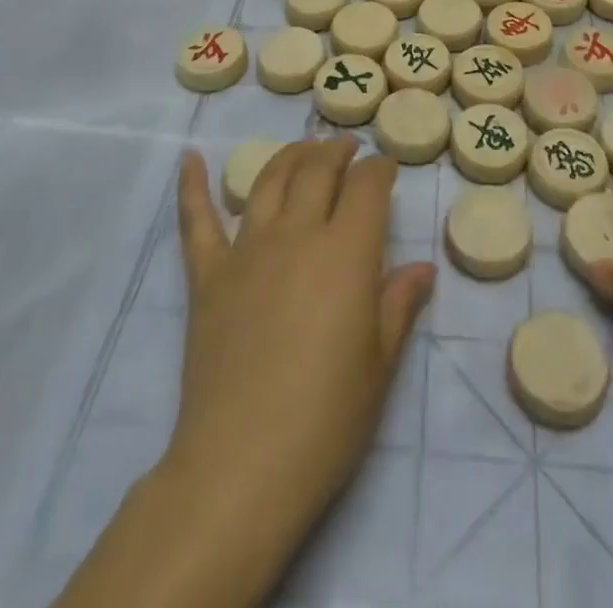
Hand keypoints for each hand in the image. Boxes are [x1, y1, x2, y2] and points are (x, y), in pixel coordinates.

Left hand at [165, 139, 435, 544]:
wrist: (241, 464)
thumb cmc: (326, 420)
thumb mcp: (379, 365)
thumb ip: (399, 305)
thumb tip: (422, 268)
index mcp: (345, 252)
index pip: (366, 187)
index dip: (379, 170)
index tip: (385, 167)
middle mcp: (296, 234)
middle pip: (316, 170)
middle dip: (335, 151)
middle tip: (346, 147)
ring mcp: (247, 251)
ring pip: (268, 181)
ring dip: (288, 156)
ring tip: (302, 149)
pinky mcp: (208, 276)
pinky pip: (197, 221)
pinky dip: (192, 186)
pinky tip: (190, 160)